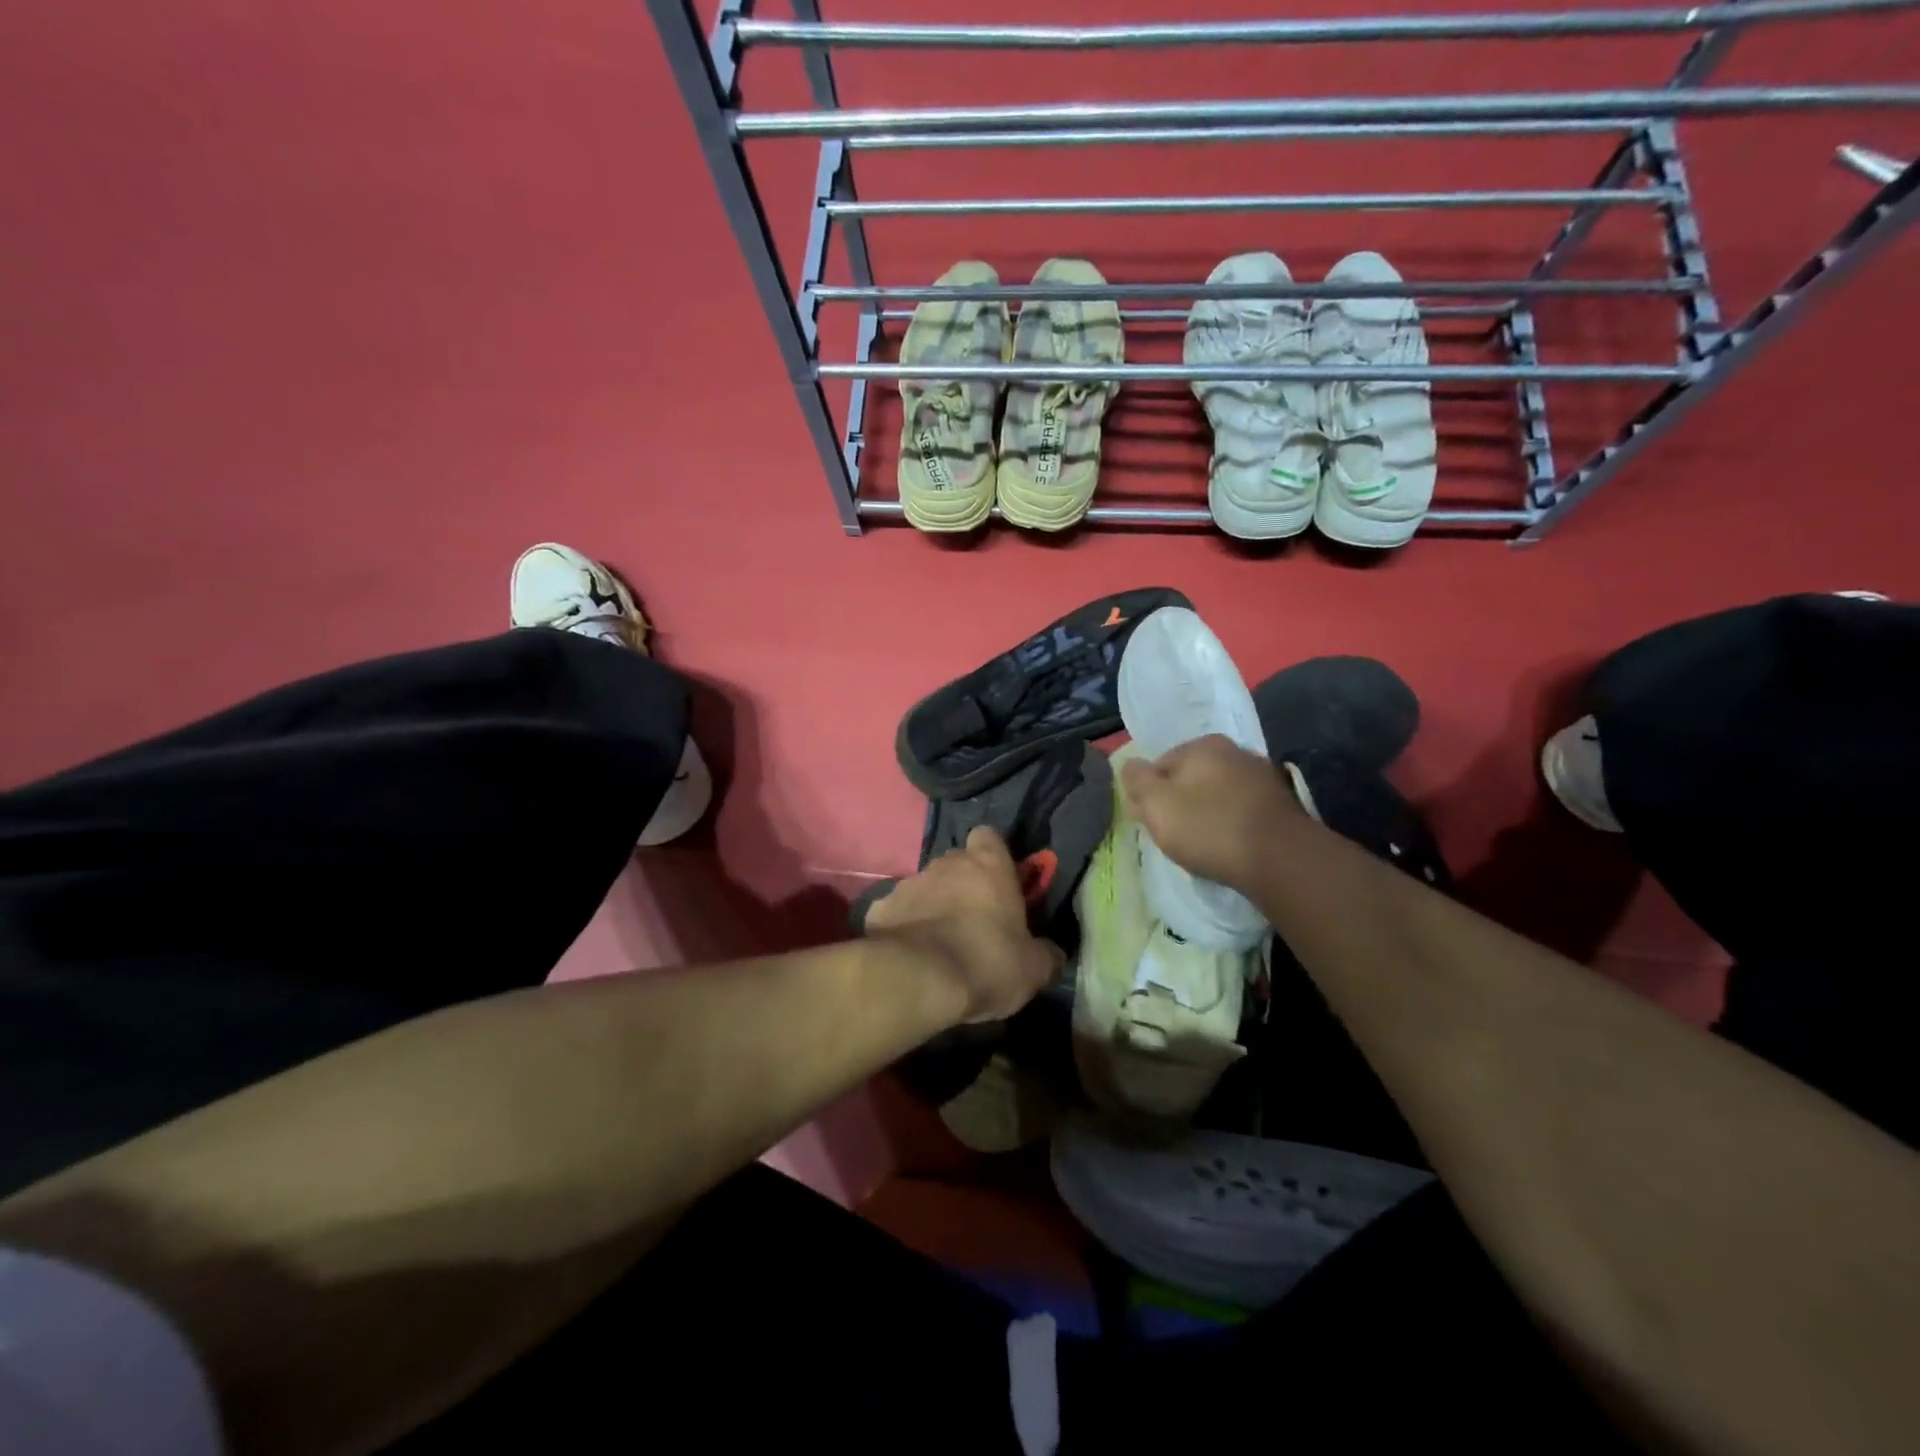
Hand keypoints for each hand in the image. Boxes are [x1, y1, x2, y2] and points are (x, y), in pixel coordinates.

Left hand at [864, 826, 1064, 1023]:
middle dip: (964, 884)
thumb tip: (1053, 953)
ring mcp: (908, 883)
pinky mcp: (878, 908)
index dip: (995, 856)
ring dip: (933, 906)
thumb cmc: (985, 962)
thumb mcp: (1033, 969)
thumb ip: (1046, 954)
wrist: (916, 980)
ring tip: (940, 943)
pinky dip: (904, 926)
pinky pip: (898, 912)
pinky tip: (910, 955)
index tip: (1001, 883)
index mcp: (988, 865)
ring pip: (925, 886)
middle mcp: (946, 863)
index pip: (990, 836)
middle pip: (957, 863)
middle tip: (974, 921)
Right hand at [1119, 735, 1303, 891]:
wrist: (1280, 859)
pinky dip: (1233, 824)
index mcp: (1203, 744)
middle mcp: (1236, 751)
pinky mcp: (1283, 805)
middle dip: (1181, 802)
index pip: (1161, 765)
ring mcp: (1264, 777)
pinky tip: (1230, 846)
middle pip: (1192, 778)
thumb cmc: (1208, 827)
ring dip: (1208, 813)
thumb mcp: (1156, 804)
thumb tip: (1130, 764)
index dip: (1151, 794)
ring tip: (1204, 844)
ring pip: (1219, 794)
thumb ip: (1137, 780)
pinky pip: (1243, 811)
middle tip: (1175, 835)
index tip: (1152, 821)